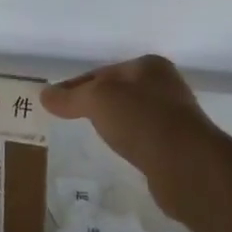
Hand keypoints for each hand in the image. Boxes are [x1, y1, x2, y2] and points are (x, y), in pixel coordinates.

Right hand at [41, 54, 219, 221]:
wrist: (187, 165)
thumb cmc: (141, 120)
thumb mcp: (97, 100)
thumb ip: (71, 97)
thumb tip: (45, 95)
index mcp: (149, 66)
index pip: (102, 72)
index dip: (76, 85)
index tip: (55, 101)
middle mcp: (166, 86)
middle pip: (119, 91)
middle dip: (96, 102)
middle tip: (70, 117)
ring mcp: (175, 117)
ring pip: (132, 115)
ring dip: (114, 123)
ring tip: (92, 135)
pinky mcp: (178, 146)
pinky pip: (143, 138)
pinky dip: (129, 142)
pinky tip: (119, 151)